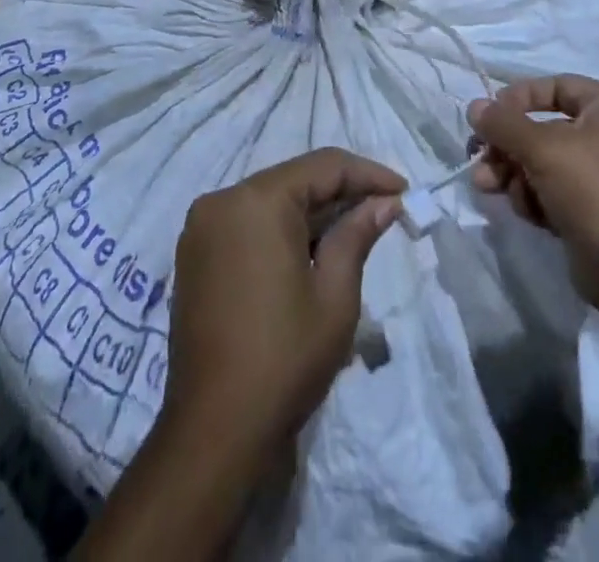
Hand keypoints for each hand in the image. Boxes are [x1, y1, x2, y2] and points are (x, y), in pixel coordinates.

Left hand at [163, 148, 405, 458]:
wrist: (212, 432)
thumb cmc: (283, 359)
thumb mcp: (334, 295)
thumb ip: (357, 235)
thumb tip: (384, 203)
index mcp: (257, 200)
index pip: (324, 166)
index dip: (368, 174)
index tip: (404, 190)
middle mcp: (223, 200)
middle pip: (295, 179)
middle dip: (341, 193)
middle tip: (384, 211)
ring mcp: (202, 227)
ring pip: (271, 200)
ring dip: (312, 212)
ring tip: (354, 231)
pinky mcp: (194, 255)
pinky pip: (247, 223)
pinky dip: (281, 229)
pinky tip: (311, 251)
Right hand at [469, 75, 598, 311]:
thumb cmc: (596, 193)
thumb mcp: (545, 150)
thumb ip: (504, 124)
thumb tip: (474, 106)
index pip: (555, 86)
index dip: (518, 98)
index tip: (488, 117)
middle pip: (543, 128)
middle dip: (507, 146)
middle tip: (478, 159)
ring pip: (543, 162)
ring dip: (513, 173)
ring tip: (488, 188)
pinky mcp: (595, 209)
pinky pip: (554, 191)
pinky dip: (535, 197)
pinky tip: (526, 213)